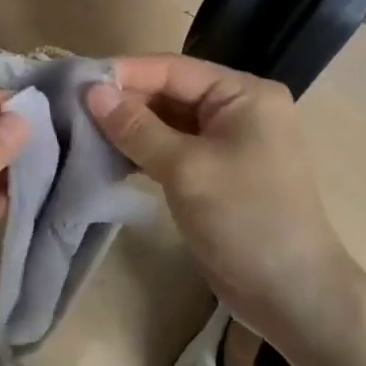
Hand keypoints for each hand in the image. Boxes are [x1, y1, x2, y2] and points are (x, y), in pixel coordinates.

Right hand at [86, 55, 358, 348]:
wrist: (292, 296)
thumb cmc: (245, 219)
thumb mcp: (187, 168)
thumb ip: (137, 127)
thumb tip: (92, 92)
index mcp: (244, 94)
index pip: (174, 69)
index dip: (126, 73)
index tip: (77, 81)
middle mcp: (238, 109)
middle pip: (170, 92)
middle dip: (125, 100)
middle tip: (72, 108)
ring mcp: (227, 142)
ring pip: (167, 121)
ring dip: (129, 127)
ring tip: (82, 130)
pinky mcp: (215, 172)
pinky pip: (172, 148)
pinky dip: (142, 150)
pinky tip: (107, 155)